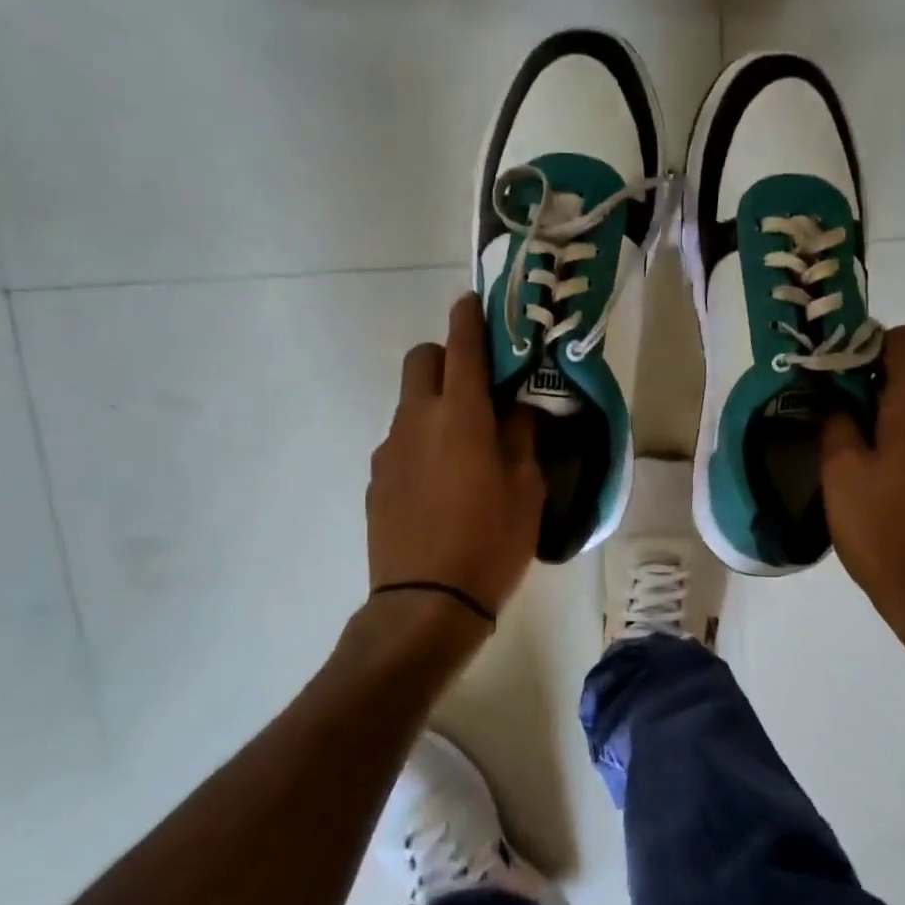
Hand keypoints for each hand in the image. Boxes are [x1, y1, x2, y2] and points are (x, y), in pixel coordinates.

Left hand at [367, 293, 542, 622]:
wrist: (426, 603)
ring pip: (410, 403)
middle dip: (447, 357)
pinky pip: (401, 442)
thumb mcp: (527, 488)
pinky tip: (442, 482)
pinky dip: (422, 441)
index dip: (470, 317)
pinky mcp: (377, 480)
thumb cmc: (491, 541)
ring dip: (436, 403)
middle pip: (422, 360)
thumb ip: (522, 437)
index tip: (475, 302)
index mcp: (460, 415)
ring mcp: (390, 450)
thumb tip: (517, 411)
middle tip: (479, 386)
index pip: (463, 345)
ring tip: (465, 445)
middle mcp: (417, 420)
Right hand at [821, 327, 904, 661]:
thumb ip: (836, 423)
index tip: (843, 374)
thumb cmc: (884, 531)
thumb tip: (836, 398)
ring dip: (893, 426)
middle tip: (837, 426)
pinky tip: (891, 492)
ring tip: (862, 467)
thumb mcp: (841, 475)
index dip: (873, 344)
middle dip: (874, 393)